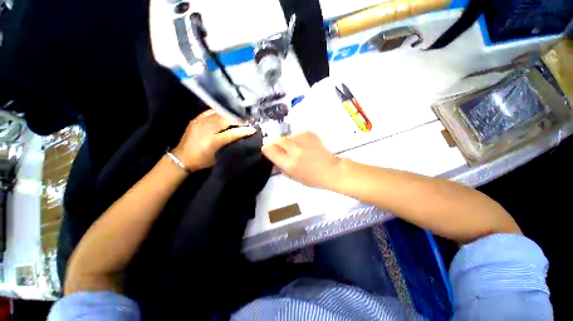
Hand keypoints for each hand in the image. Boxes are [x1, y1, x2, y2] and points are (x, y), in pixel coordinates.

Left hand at [173, 110, 256, 171]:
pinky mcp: (195, 120)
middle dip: (238, 119)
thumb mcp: (218, 157)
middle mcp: (207, 129)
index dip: (244, 130)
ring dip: (230, 115)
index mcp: (213, 141)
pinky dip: (218, 112)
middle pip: (226, 120)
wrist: (181, 158)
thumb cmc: (202, 161)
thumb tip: (238, 137)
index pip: (232, 133)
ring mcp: (200, 123)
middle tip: (246, 121)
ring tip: (237, 116)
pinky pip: (209, 112)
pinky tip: (224, 112)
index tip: (253, 129)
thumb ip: (228, 145)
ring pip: (219, 114)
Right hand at [262, 132, 341, 187]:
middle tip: (281, 150)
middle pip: (277, 140)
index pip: (270, 150)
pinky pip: (297, 135)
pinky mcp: (310, 134)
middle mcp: (294, 150)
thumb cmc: (312, 178)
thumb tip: (273, 156)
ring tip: (296, 149)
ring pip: (288, 137)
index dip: (266, 149)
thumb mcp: (292, 176)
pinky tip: (304, 146)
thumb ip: (281, 165)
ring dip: (288, 142)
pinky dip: (298, 140)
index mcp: (289, 163)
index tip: (267, 150)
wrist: (331, 170)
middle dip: (276, 144)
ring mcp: (302, 140)